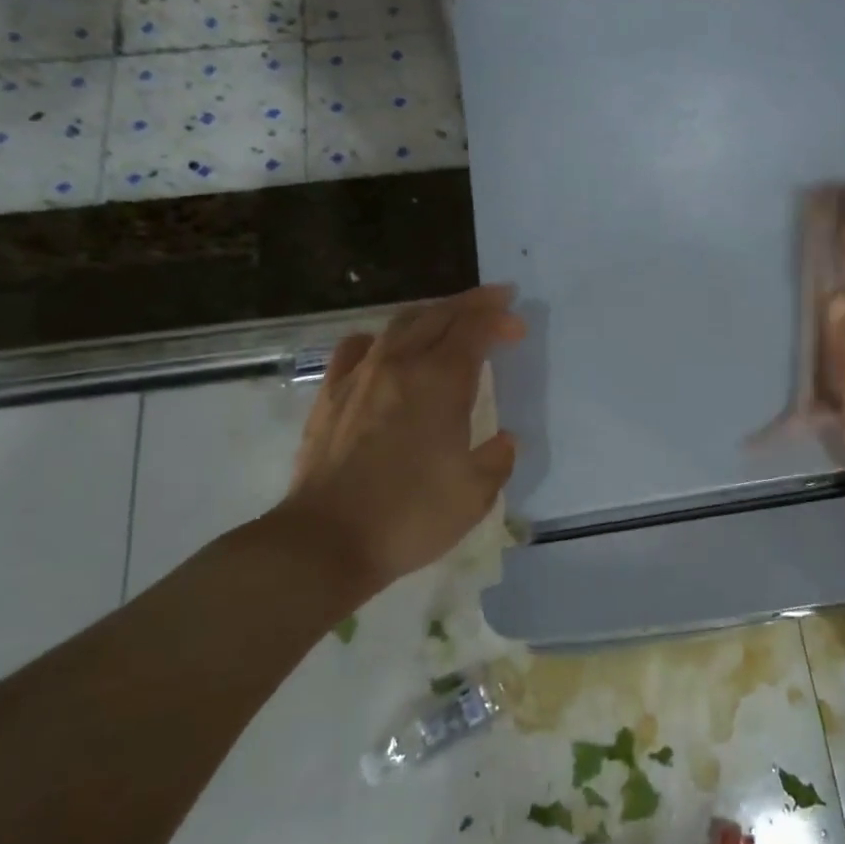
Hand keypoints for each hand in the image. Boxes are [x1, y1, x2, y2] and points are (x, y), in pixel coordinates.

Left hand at [277, 286, 524, 588]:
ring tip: (450, 319)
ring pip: (400, 324)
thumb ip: (497, 459)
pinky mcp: (330, 394)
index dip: (498, 320)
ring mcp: (360, 376)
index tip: (518, 326)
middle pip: (439, 315)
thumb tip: (504, 441)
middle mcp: (401, 364)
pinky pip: (357, 347)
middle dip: (472, 304)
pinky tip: (386, 348)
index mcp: (440, 381)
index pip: (474, 330)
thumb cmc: (410, 515)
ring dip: (432, 314)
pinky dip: (382, 338)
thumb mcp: (475, 494)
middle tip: (497, 302)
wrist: (326, 540)